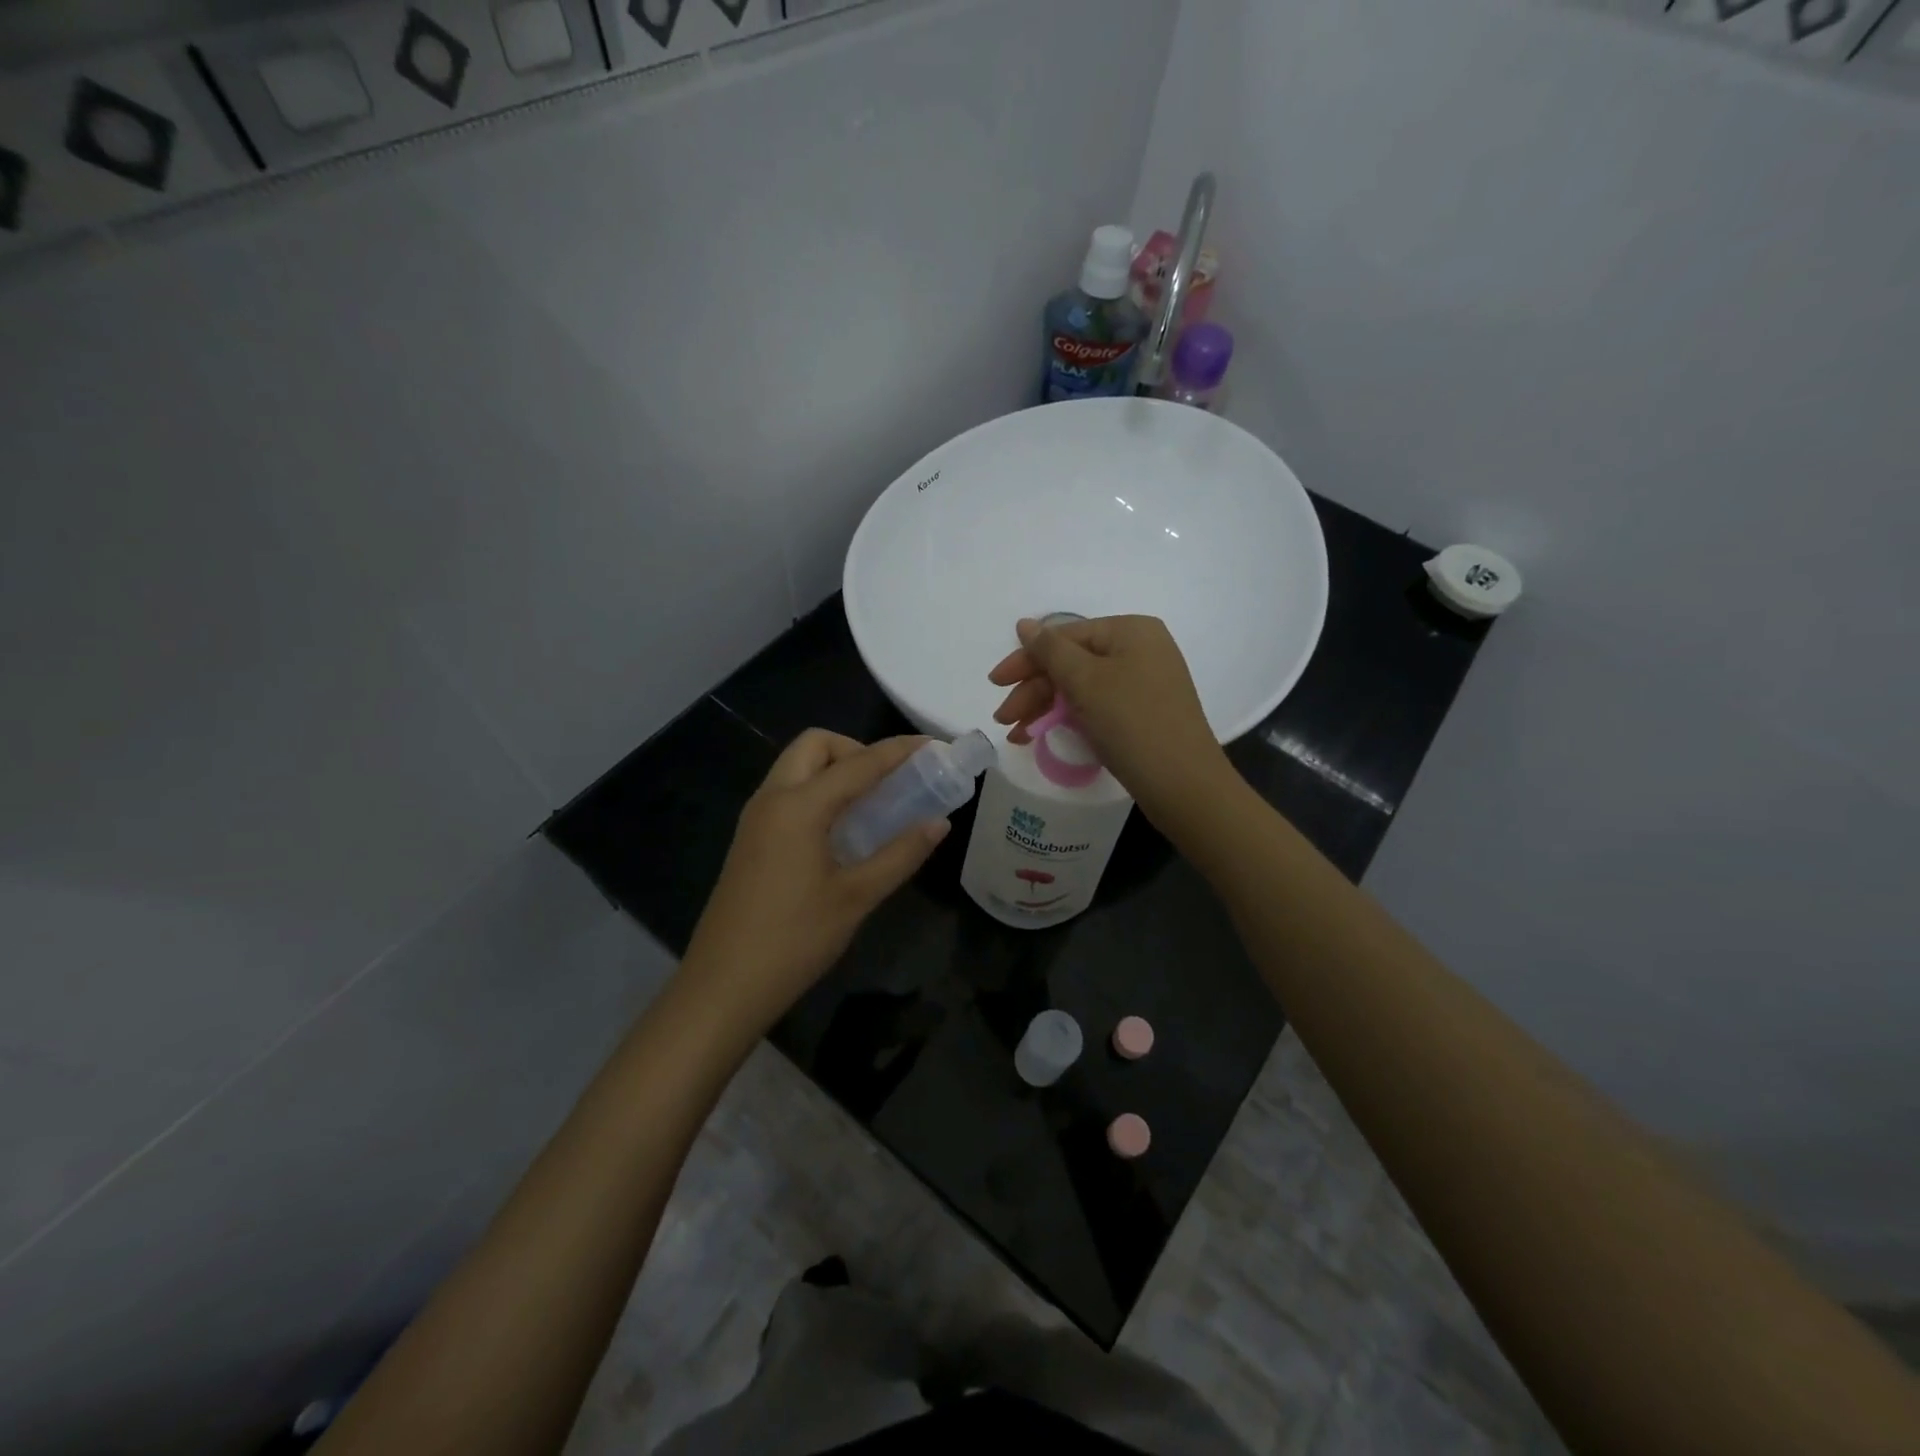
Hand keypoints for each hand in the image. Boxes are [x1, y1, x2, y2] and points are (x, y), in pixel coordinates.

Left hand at [680, 730, 948, 1033]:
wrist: (723, 987)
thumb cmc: (794, 940)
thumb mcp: (856, 897)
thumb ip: (901, 854)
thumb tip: (939, 823)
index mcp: (798, 806)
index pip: (858, 763)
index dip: (899, 751)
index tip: (934, 746)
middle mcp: (772, 799)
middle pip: (816, 746)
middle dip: (857, 750)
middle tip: (890, 782)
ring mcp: (756, 818)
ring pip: (798, 768)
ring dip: (836, 770)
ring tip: (874, 804)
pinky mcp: (750, 839)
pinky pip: (788, 793)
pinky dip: (819, 792)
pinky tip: (843, 830)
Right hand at [988, 615, 1229, 815]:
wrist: (1183, 784)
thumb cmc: (1131, 722)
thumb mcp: (1085, 681)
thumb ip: (1050, 650)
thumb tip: (1024, 624)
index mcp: (1130, 631)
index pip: (1065, 636)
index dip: (1026, 659)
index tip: (995, 683)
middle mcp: (1140, 650)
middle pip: (1072, 663)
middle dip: (1033, 690)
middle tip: (1004, 718)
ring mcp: (1144, 683)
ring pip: (1081, 688)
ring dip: (1045, 708)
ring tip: (1016, 735)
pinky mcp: (1144, 714)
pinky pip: (1097, 706)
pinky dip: (1069, 719)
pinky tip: (1043, 736)